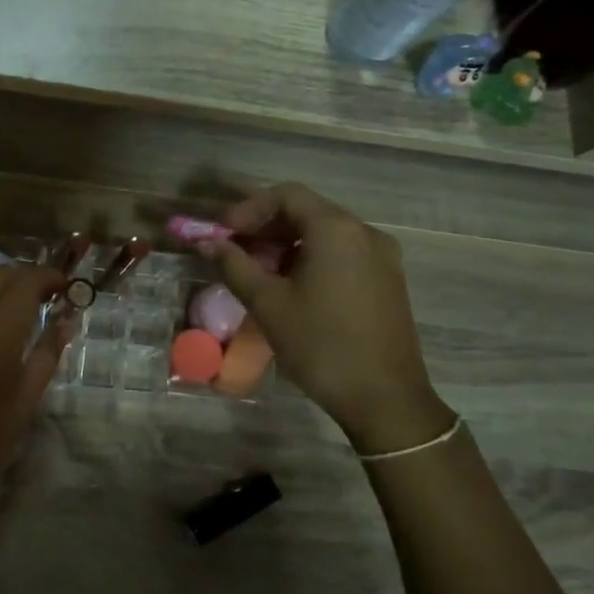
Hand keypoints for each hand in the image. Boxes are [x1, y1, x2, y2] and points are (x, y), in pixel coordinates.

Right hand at [202, 183, 452, 451]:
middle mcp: (364, 232)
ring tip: (256, 272)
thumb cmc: (321, 345)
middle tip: (233, 251)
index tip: (223, 234)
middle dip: (265, 226)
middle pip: (307, 211)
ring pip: (324, 234)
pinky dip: (310, 258)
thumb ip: (234, 266)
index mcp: (337, 230)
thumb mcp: (268, 304)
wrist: (385, 398)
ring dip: (285, 244)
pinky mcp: (386, 280)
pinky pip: (342, 253)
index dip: (248, 209)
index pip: (286, 195)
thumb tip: (207, 243)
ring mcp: (381, 256)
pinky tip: (289, 287)